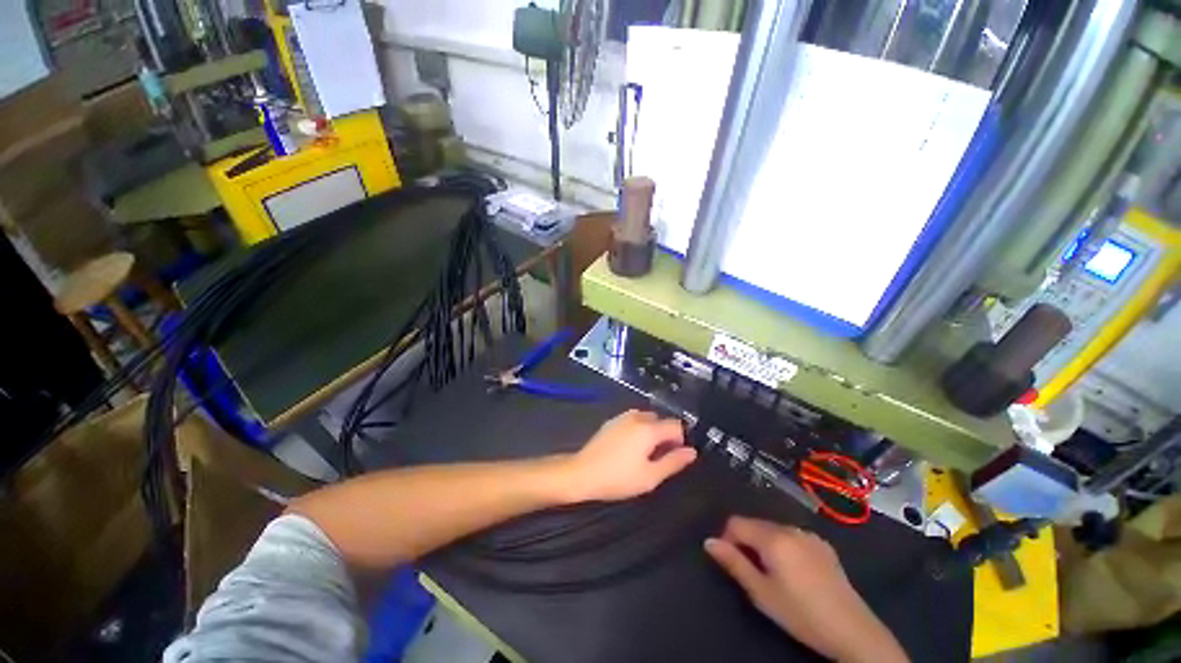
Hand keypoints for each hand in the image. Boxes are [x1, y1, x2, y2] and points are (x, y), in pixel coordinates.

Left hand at [561, 409, 696, 502]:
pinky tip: (628, 449)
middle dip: (665, 436)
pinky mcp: (611, 422)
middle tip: (657, 459)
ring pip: (646, 419)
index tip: (673, 457)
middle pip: (661, 421)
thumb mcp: (650, 476)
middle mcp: (637, 417)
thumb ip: (673, 462)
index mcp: (649, 428)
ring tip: (643, 454)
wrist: (582, 472)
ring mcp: (622, 417)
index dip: (680, 441)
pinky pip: (632, 421)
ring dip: (651, 432)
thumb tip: (692, 452)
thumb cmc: (618, 478)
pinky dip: (637, 430)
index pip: (676, 425)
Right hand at [704, 517, 907, 662]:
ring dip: (765, 544)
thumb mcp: (761, 593)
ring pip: (774, 529)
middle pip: (755, 524)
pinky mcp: (823, 544)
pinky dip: (785, 546)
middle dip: (747, 542)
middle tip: (753, 572)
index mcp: (773, 538)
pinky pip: (793, 536)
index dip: (727, 538)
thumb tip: (708, 541)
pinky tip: (796, 572)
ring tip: (774, 574)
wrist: (852, 630)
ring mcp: (809, 534)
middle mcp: (790, 528)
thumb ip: (733, 563)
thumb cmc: (800, 613)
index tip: (733, 562)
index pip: (736, 522)